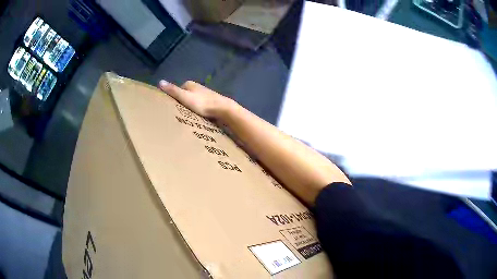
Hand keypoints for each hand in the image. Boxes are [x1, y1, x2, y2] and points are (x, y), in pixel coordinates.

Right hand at [159, 80, 232, 118]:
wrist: (223, 109)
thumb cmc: (202, 104)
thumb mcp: (184, 97)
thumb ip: (173, 91)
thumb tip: (160, 82)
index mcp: (190, 84)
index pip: (177, 90)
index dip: (174, 99)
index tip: (171, 109)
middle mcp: (198, 87)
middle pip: (186, 96)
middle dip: (182, 104)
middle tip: (178, 115)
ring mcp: (206, 94)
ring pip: (193, 102)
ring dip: (190, 108)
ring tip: (187, 118)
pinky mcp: (212, 102)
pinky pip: (201, 107)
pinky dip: (198, 111)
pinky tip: (198, 118)